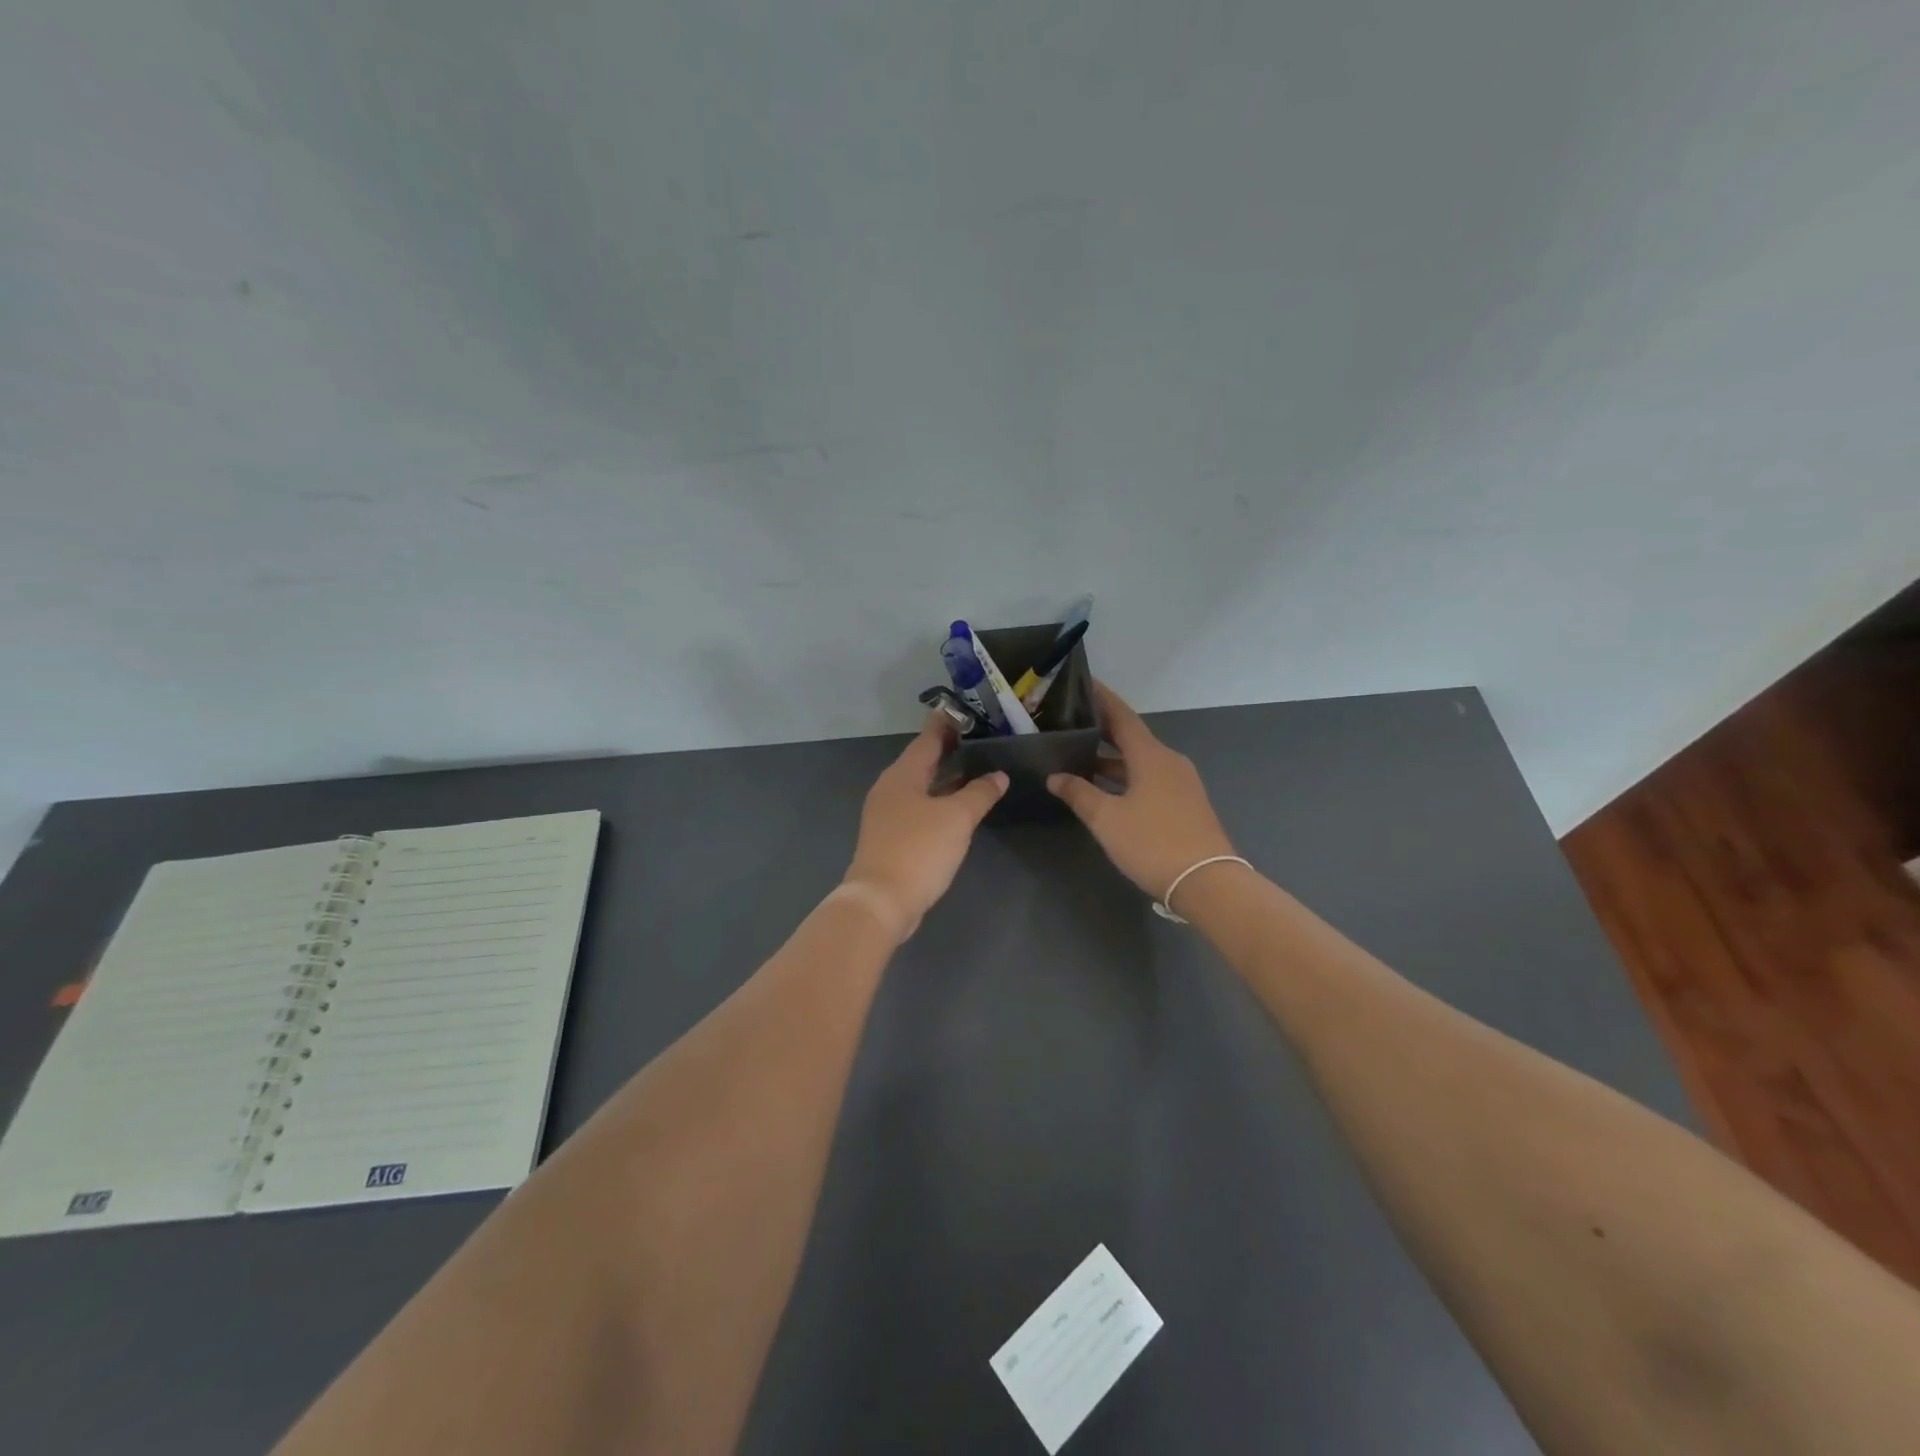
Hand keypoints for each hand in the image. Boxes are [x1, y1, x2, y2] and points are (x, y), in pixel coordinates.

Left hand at [842, 716, 1007, 941]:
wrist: (881, 901)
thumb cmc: (919, 850)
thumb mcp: (957, 818)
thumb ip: (980, 793)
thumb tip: (998, 775)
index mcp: (903, 774)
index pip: (927, 738)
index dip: (946, 723)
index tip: (964, 710)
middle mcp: (891, 788)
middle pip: (921, 760)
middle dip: (947, 749)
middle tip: (977, 737)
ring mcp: (887, 813)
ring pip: (920, 785)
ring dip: (944, 776)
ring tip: (973, 768)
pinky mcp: (890, 836)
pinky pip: (918, 806)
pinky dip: (938, 799)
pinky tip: (956, 806)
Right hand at [1048, 682, 1237, 903]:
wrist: (1207, 882)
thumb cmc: (1153, 842)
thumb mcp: (1107, 819)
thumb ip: (1079, 793)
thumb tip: (1055, 776)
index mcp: (1151, 755)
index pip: (1122, 716)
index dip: (1102, 699)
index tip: (1083, 682)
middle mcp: (1168, 760)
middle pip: (1131, 737)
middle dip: (1101, 729)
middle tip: (1070, 722)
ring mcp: (1180, 782)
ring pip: (1139, 760)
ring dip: (1111, 758)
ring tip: (1079, 757)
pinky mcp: (1184, 803)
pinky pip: (1149, 778)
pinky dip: (1126, 776)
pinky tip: (1106, 788)